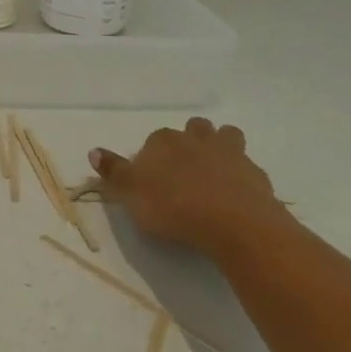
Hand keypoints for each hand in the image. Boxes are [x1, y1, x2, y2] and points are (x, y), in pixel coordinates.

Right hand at [88, 117, 278, 251]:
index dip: (152, 157)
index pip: (154, 140)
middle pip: (193, 129)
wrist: (234, 223)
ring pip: (225, 136)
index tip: (151, 179)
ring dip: (220, 147)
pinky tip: (236, 196)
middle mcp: (196, 139)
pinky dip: (241, 177)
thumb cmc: (174, 207)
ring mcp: (230, 153)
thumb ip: (113, 172)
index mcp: (164, 141)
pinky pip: (247, 168)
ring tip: (214, 172)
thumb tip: (93, 151)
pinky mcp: (256, 174)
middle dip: (189, 142)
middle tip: (184, 170)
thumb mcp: (131, 193)